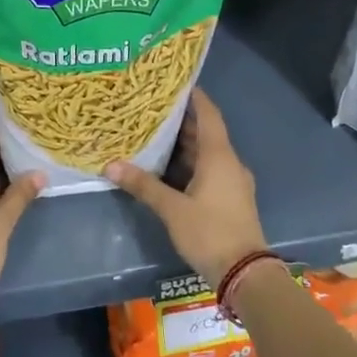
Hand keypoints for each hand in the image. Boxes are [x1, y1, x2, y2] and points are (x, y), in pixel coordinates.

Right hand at [106, 89, 267, 286]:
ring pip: (206, 155)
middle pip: (205, 133)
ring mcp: (232, 182)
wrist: (244, 273)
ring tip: (153, 134)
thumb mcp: (172, 209)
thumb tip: (112, 165)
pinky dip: (189, 165)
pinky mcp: (230, 199)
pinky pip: (209, 171)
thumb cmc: (210, 232)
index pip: (208, 114)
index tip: (175, 83)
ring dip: (184, 145)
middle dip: (181, 122)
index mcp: (219, 156)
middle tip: (152, 109)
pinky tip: (167, 168)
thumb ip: (144, 185)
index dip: (194, 97)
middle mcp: (229, 163)